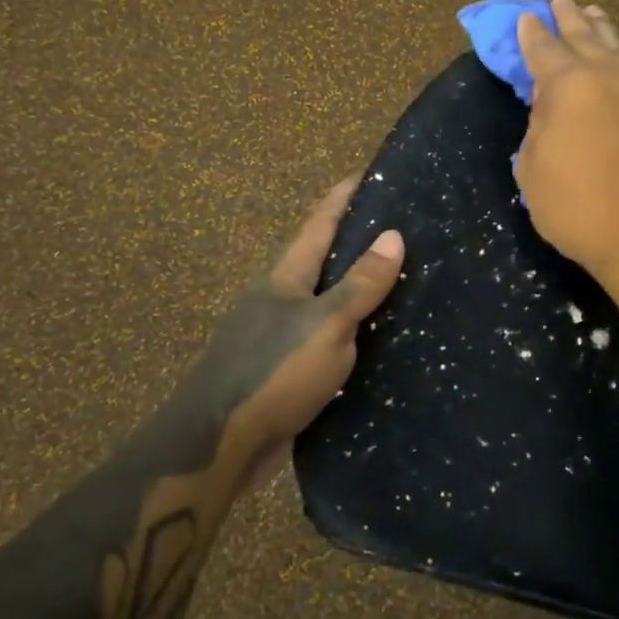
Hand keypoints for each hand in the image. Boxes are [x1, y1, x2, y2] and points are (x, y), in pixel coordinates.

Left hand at [187, 177, 404, 490]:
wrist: (219, 445)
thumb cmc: (273, 372)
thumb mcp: (326, 324)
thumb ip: (360, 284)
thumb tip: (394, 235)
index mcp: (285, 277)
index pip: (319, 223)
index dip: (343, 196)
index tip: (370, 173)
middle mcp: (277, 298)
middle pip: (319, 258)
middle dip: (353, 240)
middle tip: (399, 227)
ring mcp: (275, 335)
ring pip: (322, 299)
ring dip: (353, 287)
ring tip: (396, 280)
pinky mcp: (281, 369)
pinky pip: (322, 336)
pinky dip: (349, 329)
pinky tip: (372, 339)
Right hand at [514, 0, 618, 282]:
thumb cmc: (576, 206)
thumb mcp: (533, 169)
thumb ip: (537, 129)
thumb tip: (550, 110)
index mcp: (568, 86)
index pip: (544, 50)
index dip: (532, 33)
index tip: (527, 17)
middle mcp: (606, 78)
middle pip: (584, 37)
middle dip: (569, 17)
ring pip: (615, 49)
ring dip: (600, 29)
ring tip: (593, 13)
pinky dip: (618, 57)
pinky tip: (615, 60)